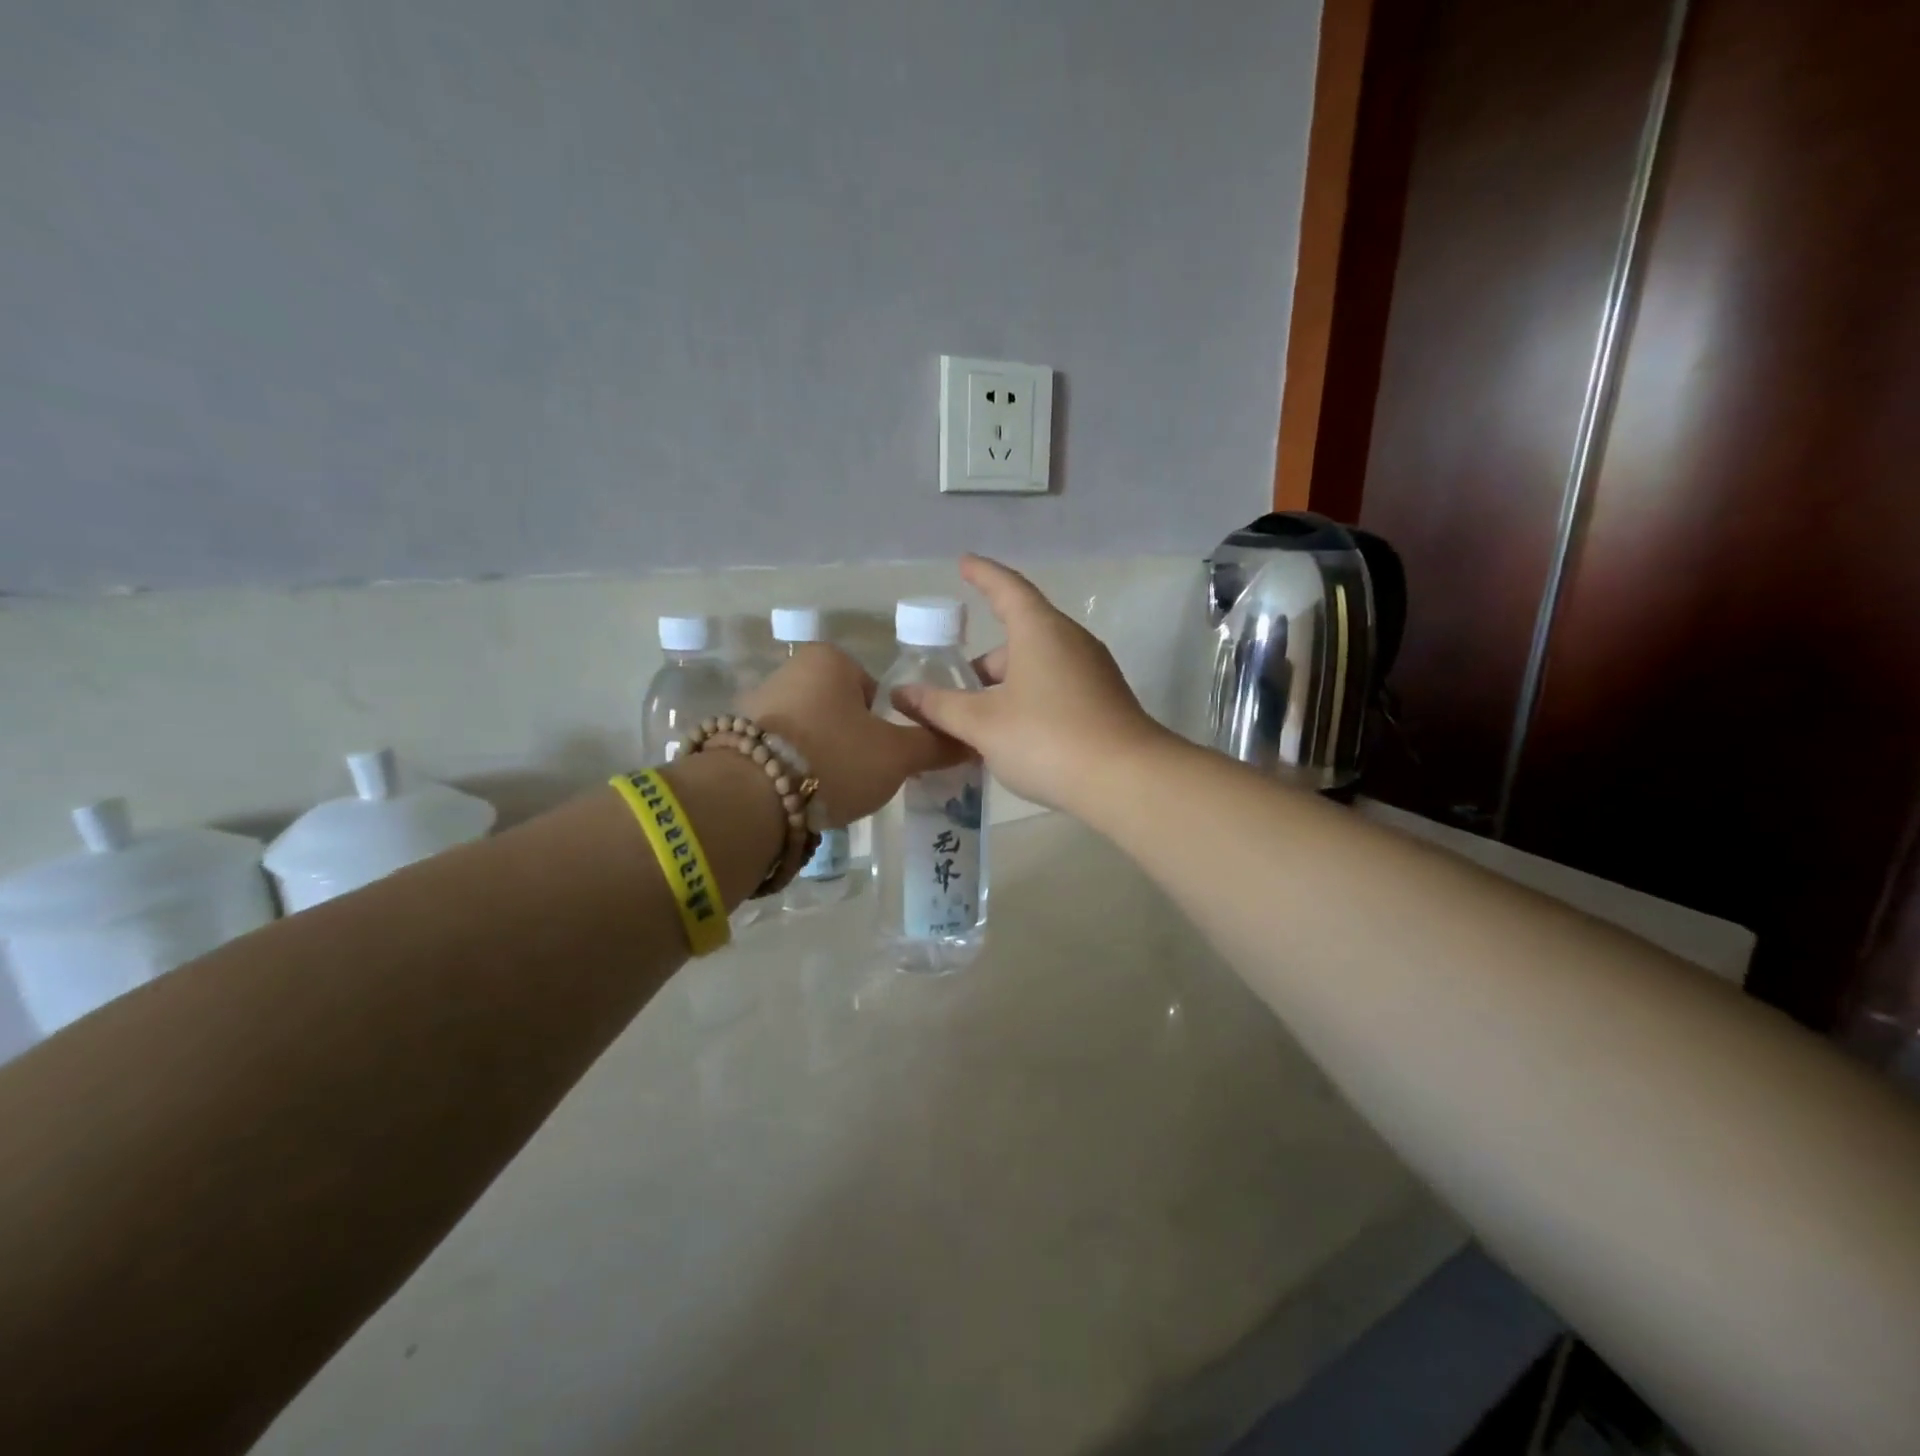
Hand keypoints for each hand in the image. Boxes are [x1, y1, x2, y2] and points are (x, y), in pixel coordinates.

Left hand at [742, 643, 960, 825]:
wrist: (751, 796)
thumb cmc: (836, 758)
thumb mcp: (897, 755)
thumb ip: (934, 745)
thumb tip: (970, 742)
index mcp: (830, 660)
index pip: (875, 690)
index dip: (886, 725)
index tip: (884, 756)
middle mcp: (790, 670)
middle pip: (840, 711)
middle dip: (852, 742)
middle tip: (860, 777)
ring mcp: (757, 702)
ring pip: (809, 732)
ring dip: (822, 757)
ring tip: (829, 791)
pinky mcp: (735, 738)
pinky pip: (779, 751)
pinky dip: (793, 769)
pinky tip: (797, 795)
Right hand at [889, 556, 1172, 813]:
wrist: (1127, 781)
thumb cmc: (1047, 738)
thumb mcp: (983, 724)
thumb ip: (940, 707)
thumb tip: (903, 695)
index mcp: (1039, 630)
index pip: (1006, 588)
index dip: (982, 574)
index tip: (964, 563)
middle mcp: (1070, 641)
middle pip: (1018, 636)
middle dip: (983, 662)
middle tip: (953, 690)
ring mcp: (1092, 671)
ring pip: (1036, 666)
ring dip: (1004, 686)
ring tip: (976, 721)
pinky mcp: (1103, 700)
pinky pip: (1055, 687)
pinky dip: (1027, 700)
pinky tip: (1012, 736)